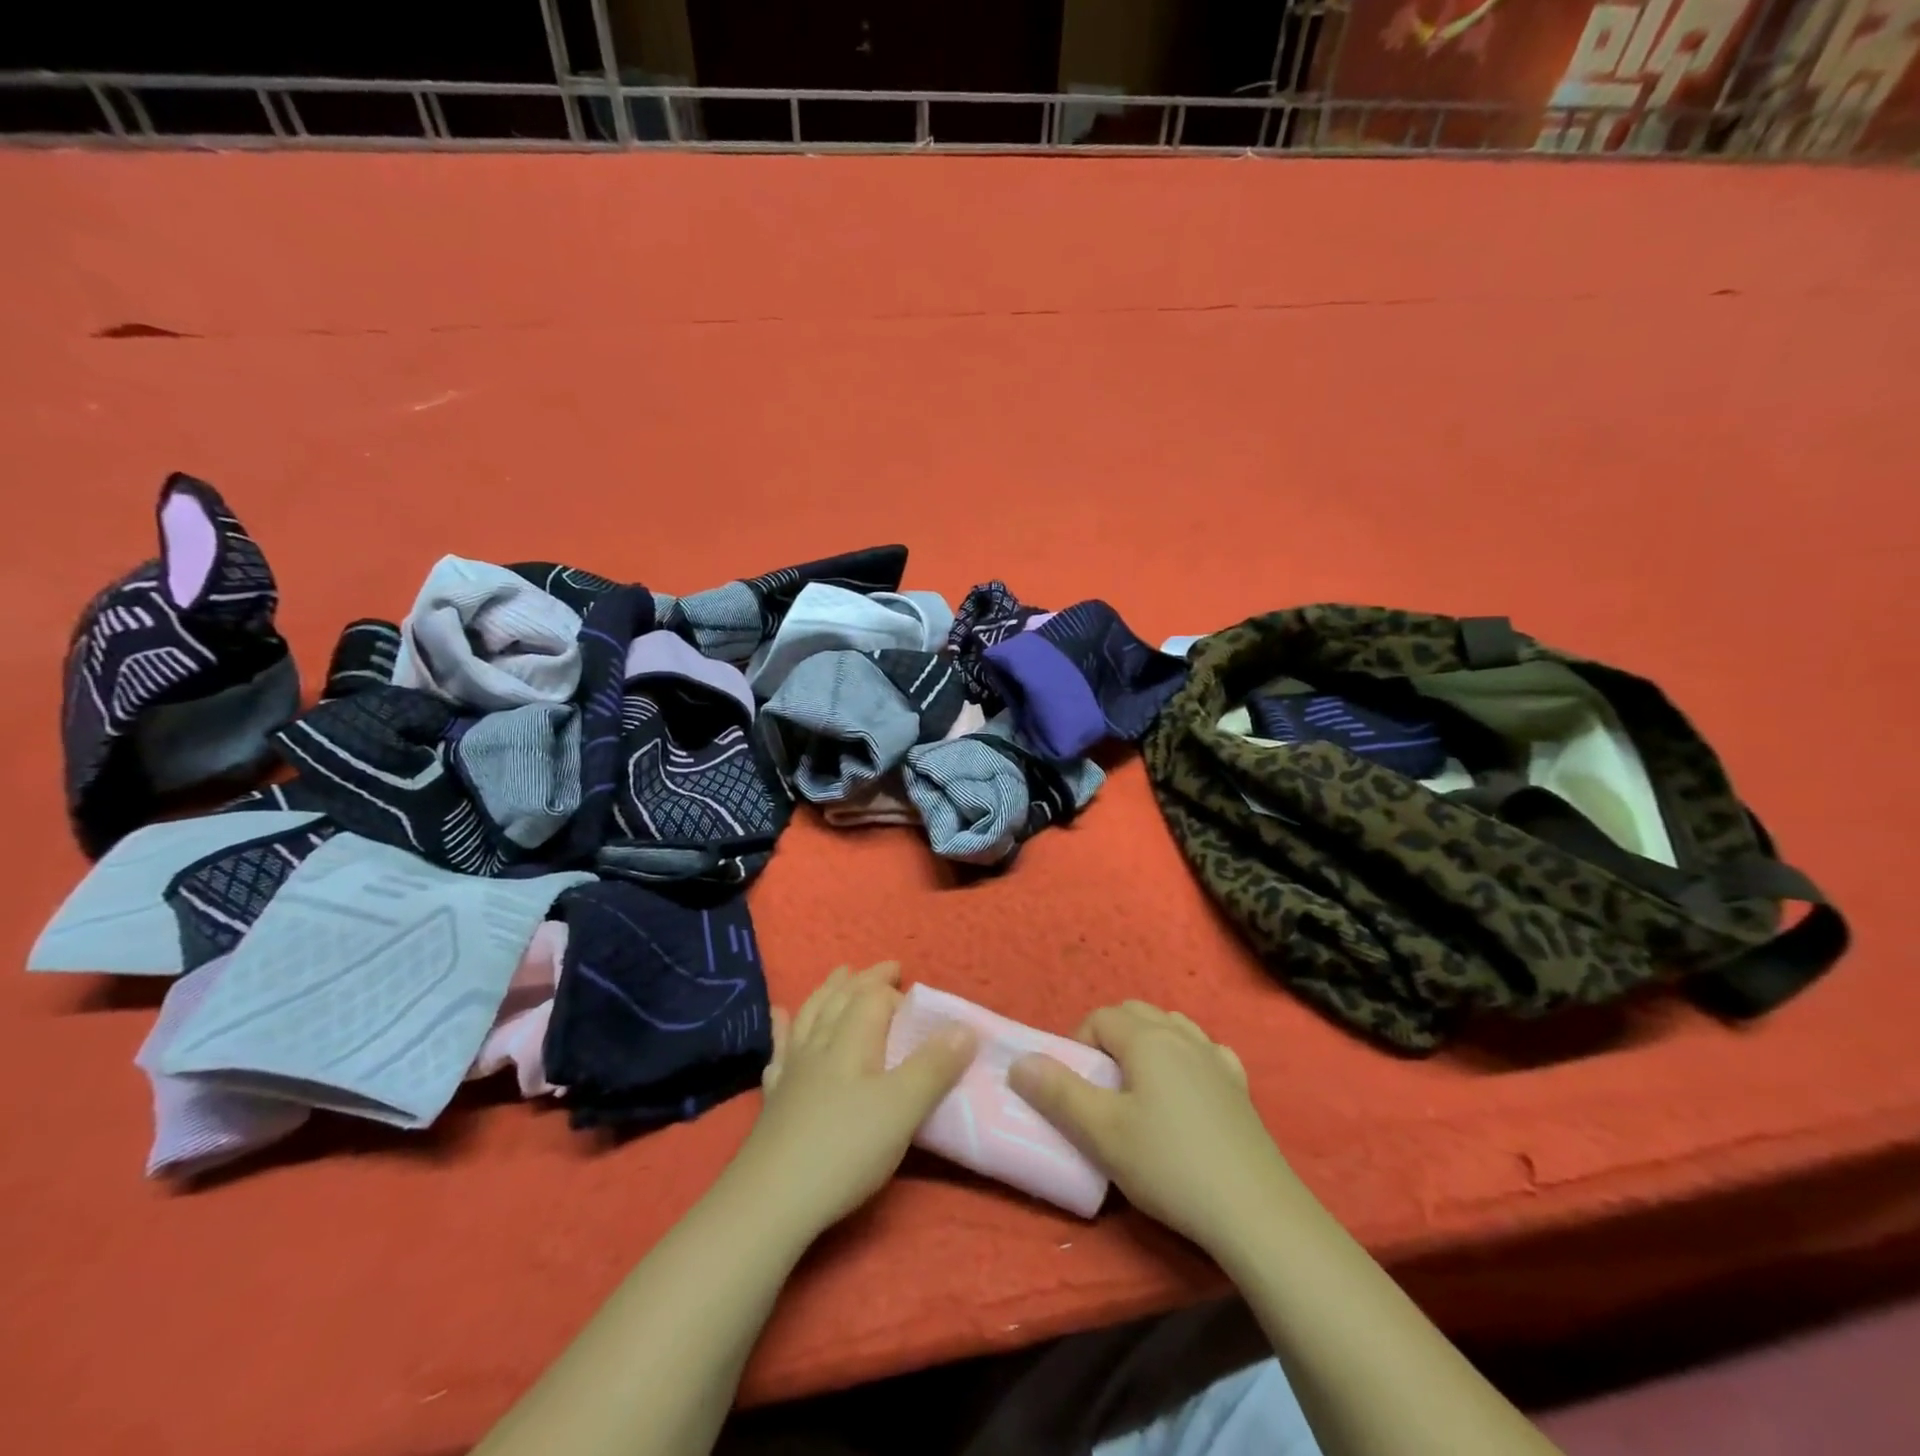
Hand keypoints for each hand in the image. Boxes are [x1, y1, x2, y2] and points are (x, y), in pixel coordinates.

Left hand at [734, 962, 976, 1239]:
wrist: (770, 1202)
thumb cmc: (845, 1150)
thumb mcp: (903, 1108)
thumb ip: (935, 1066)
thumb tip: (966, 1025)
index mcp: (851, 1040)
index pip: (872, 999)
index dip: (894, 992)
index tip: (914, 994)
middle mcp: (820, 1045)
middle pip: (840, 999)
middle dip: (864, 980)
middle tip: (885, 968)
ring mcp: (793, 1071)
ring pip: (811, 1016)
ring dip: (828, 991)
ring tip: (838, 975)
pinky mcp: (774, 1099)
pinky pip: (780, 1050)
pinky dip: (783, 1029)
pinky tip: (780, 1018)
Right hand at [1009, 1000, 1290, 1256]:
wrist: (1255, 1212)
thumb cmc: (1169, 1165)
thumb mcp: (1101, 1133)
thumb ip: (1057, 1092)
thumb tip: (1020, 1062)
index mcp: (1147, 1038)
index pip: (1100, 1017)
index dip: (1078, 1045)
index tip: (1076, 1088)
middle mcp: (1182, 1035)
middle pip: (1135, 1013)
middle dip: (1109, 1038)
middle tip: (1101, 1087)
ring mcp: (1216, 1058)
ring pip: (1171, 1027)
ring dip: (1147, 1043)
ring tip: (1139, 1089)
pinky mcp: (1240, 1087)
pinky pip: (1205, 1052)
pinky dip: (1186, 1058)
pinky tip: (1187, 1091)